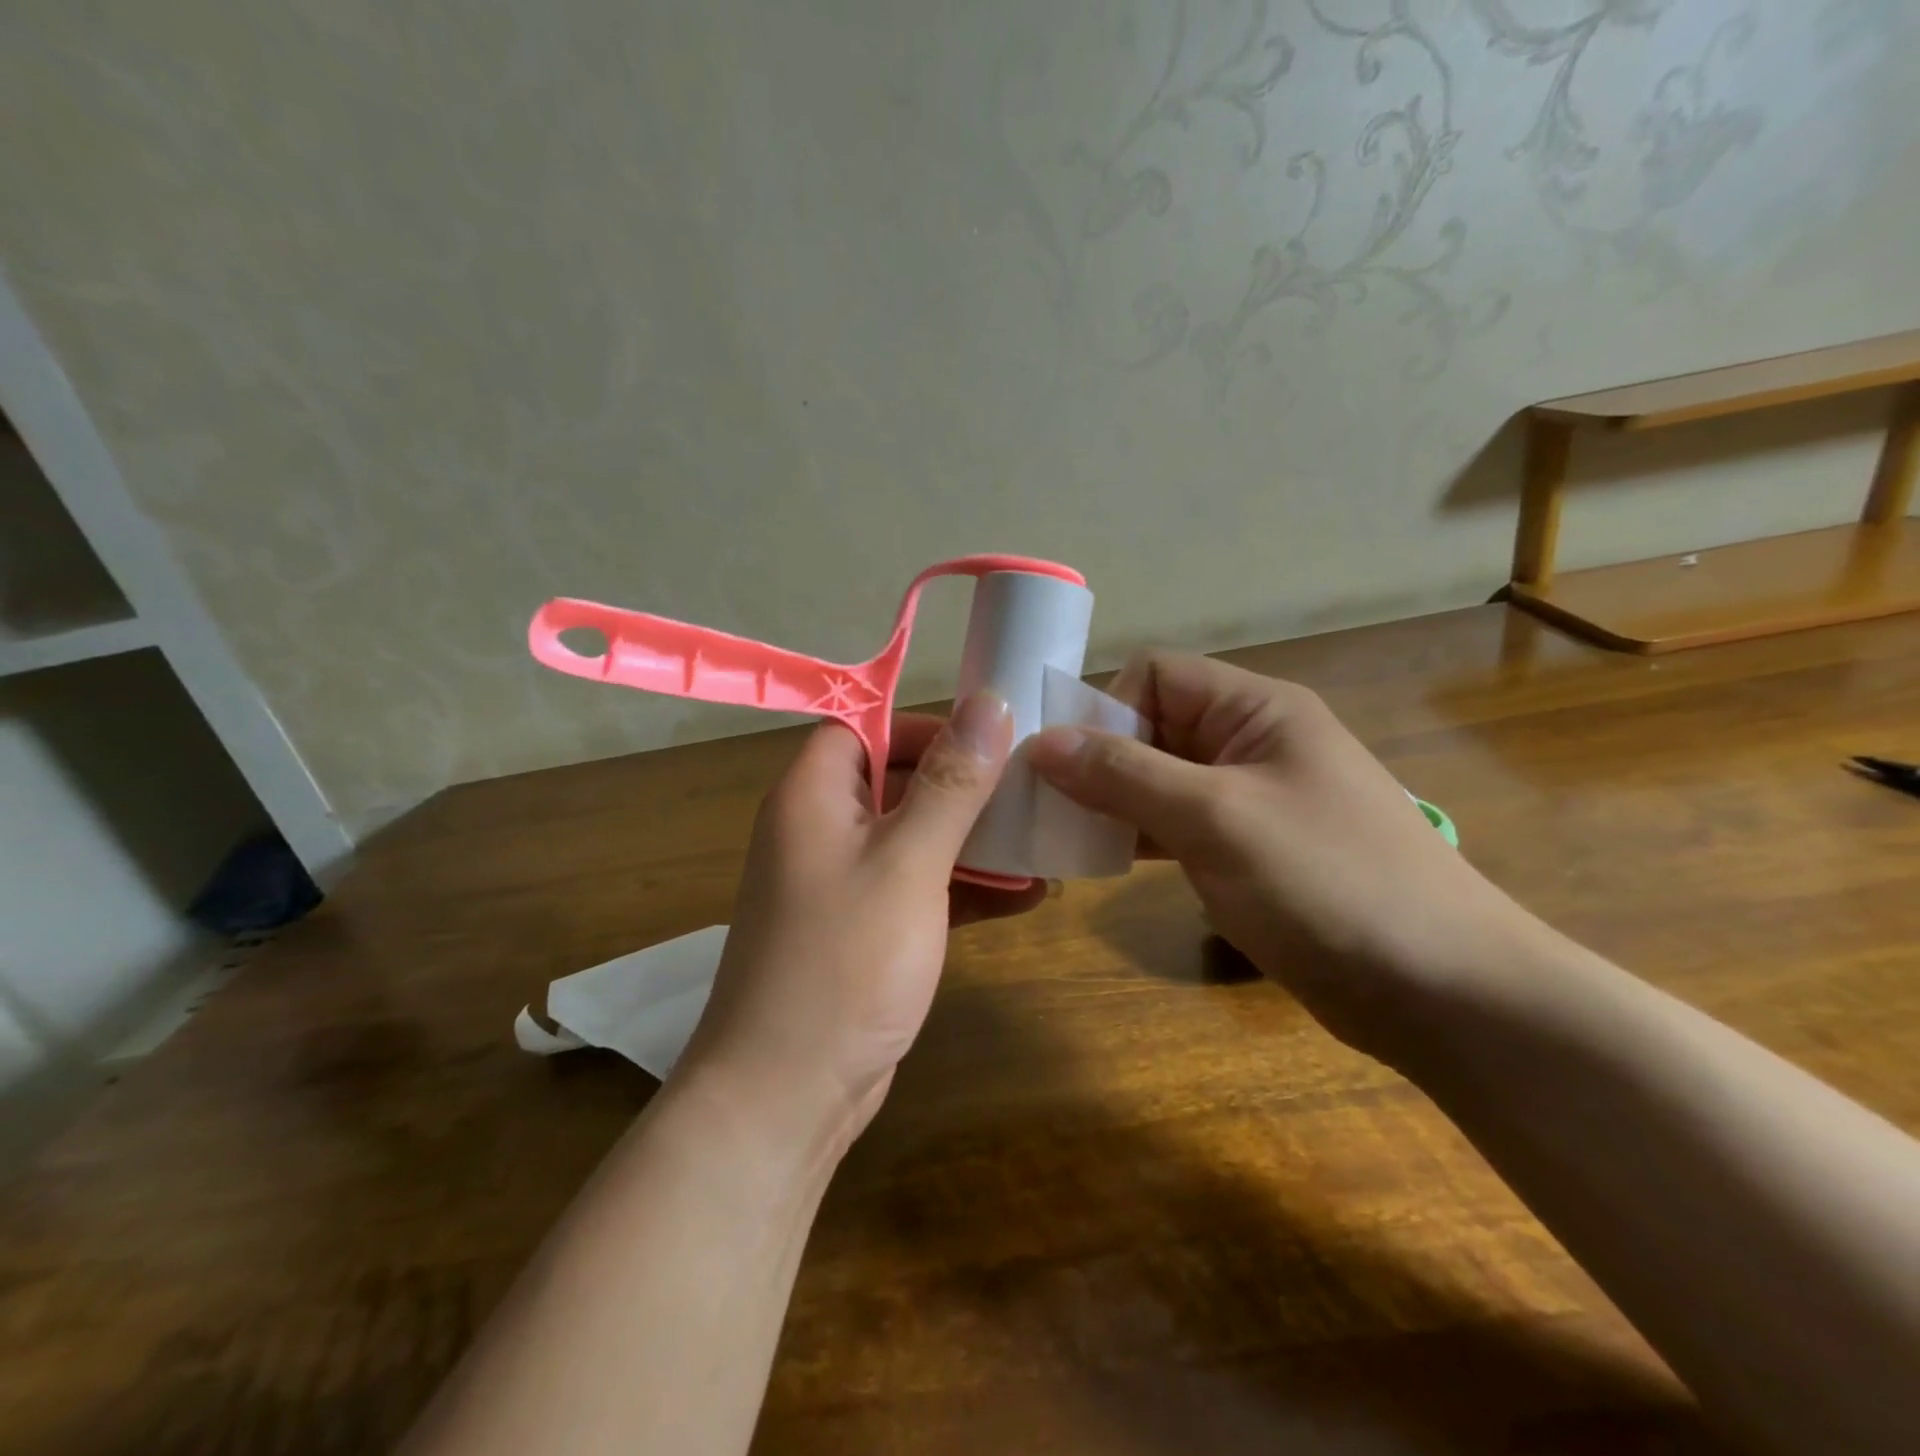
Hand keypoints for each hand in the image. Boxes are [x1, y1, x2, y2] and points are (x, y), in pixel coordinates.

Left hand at [678, 694, 1041, 1144]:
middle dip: (965, 786)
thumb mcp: (908, 862)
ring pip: (914, 836)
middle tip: (1033, 790)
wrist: (786, 1095)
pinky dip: (964, 888)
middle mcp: (821, 829)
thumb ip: (952, 783)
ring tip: (1042, 843)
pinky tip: (1025, 897)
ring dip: (974, 840)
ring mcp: (842, 882)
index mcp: (813, 795)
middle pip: (897, 779)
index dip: (927, 726)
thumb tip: (991, 701)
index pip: (867, 727)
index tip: (992, 740)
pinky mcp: (863, 929)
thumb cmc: (844, 962)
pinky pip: (918, 887)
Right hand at [1028, 651, 1531, 1062]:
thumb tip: (1040, 743)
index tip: (1069, 766)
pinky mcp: (1246, 850)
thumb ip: (1124, 774)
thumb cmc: (1327, 882)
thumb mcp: (1215, 817)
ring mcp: (1248, 798)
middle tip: (1049, 807)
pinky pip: (1174, 823)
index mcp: (1255, 709)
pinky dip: (1137, 834)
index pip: (1156, 675)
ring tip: (1065, 836)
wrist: (1440, 990)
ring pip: (1157, 778)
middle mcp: (1249, 742)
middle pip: (1151, 725)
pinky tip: (1103, 860)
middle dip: (1098, 759)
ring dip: (1111, 800)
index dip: (1106, 708)